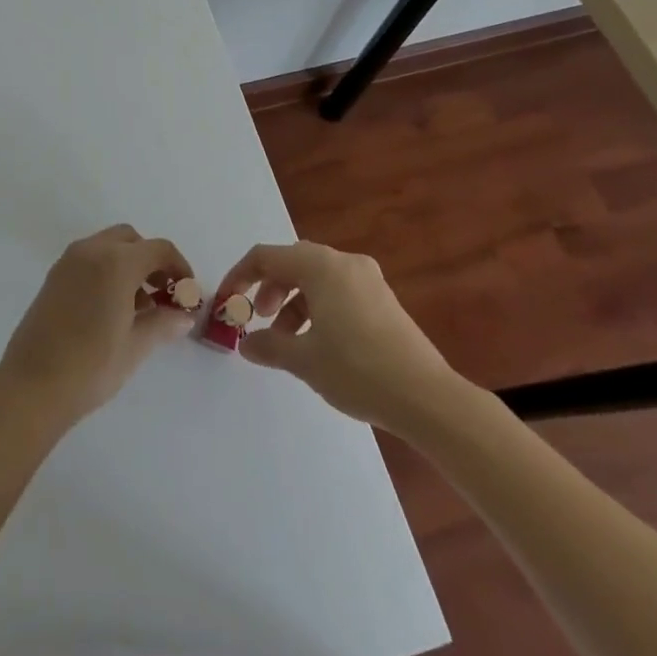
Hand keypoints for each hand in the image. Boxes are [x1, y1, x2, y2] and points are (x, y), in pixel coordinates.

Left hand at [0, 225, 197, 424]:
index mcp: (116, 262)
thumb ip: (163, 323)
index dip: (179, 267)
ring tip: (139, 307)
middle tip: (163, 294)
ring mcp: (69, 261)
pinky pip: (89, 259)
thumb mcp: (135, 346)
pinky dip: (107, 270)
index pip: (159, 249)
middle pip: (131, 240)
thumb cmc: (90, 366)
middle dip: (152, 260)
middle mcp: (91, 250)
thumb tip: (184, 315)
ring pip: (108, 246)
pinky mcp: (54, 275)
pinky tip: (112, 308)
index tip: (187, 294)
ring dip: (129, 264)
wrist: (32, 385)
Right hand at [216, 241, 472, 438]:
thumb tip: (247, 343)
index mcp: (320, 266)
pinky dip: (318, 308)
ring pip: (316, 279)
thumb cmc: (358, 370)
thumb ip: (268, 345)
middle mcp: (344, 262)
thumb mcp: (304, 360)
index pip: (266, 257)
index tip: (228, 302)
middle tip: (260, 319)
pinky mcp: (384, 300)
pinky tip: (320, 343)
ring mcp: (368, 280)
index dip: (240, 276)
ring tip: (288, 340)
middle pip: (292, 263)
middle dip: (269, 289)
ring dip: (293, 302)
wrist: (428, 398)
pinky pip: (338, 291)